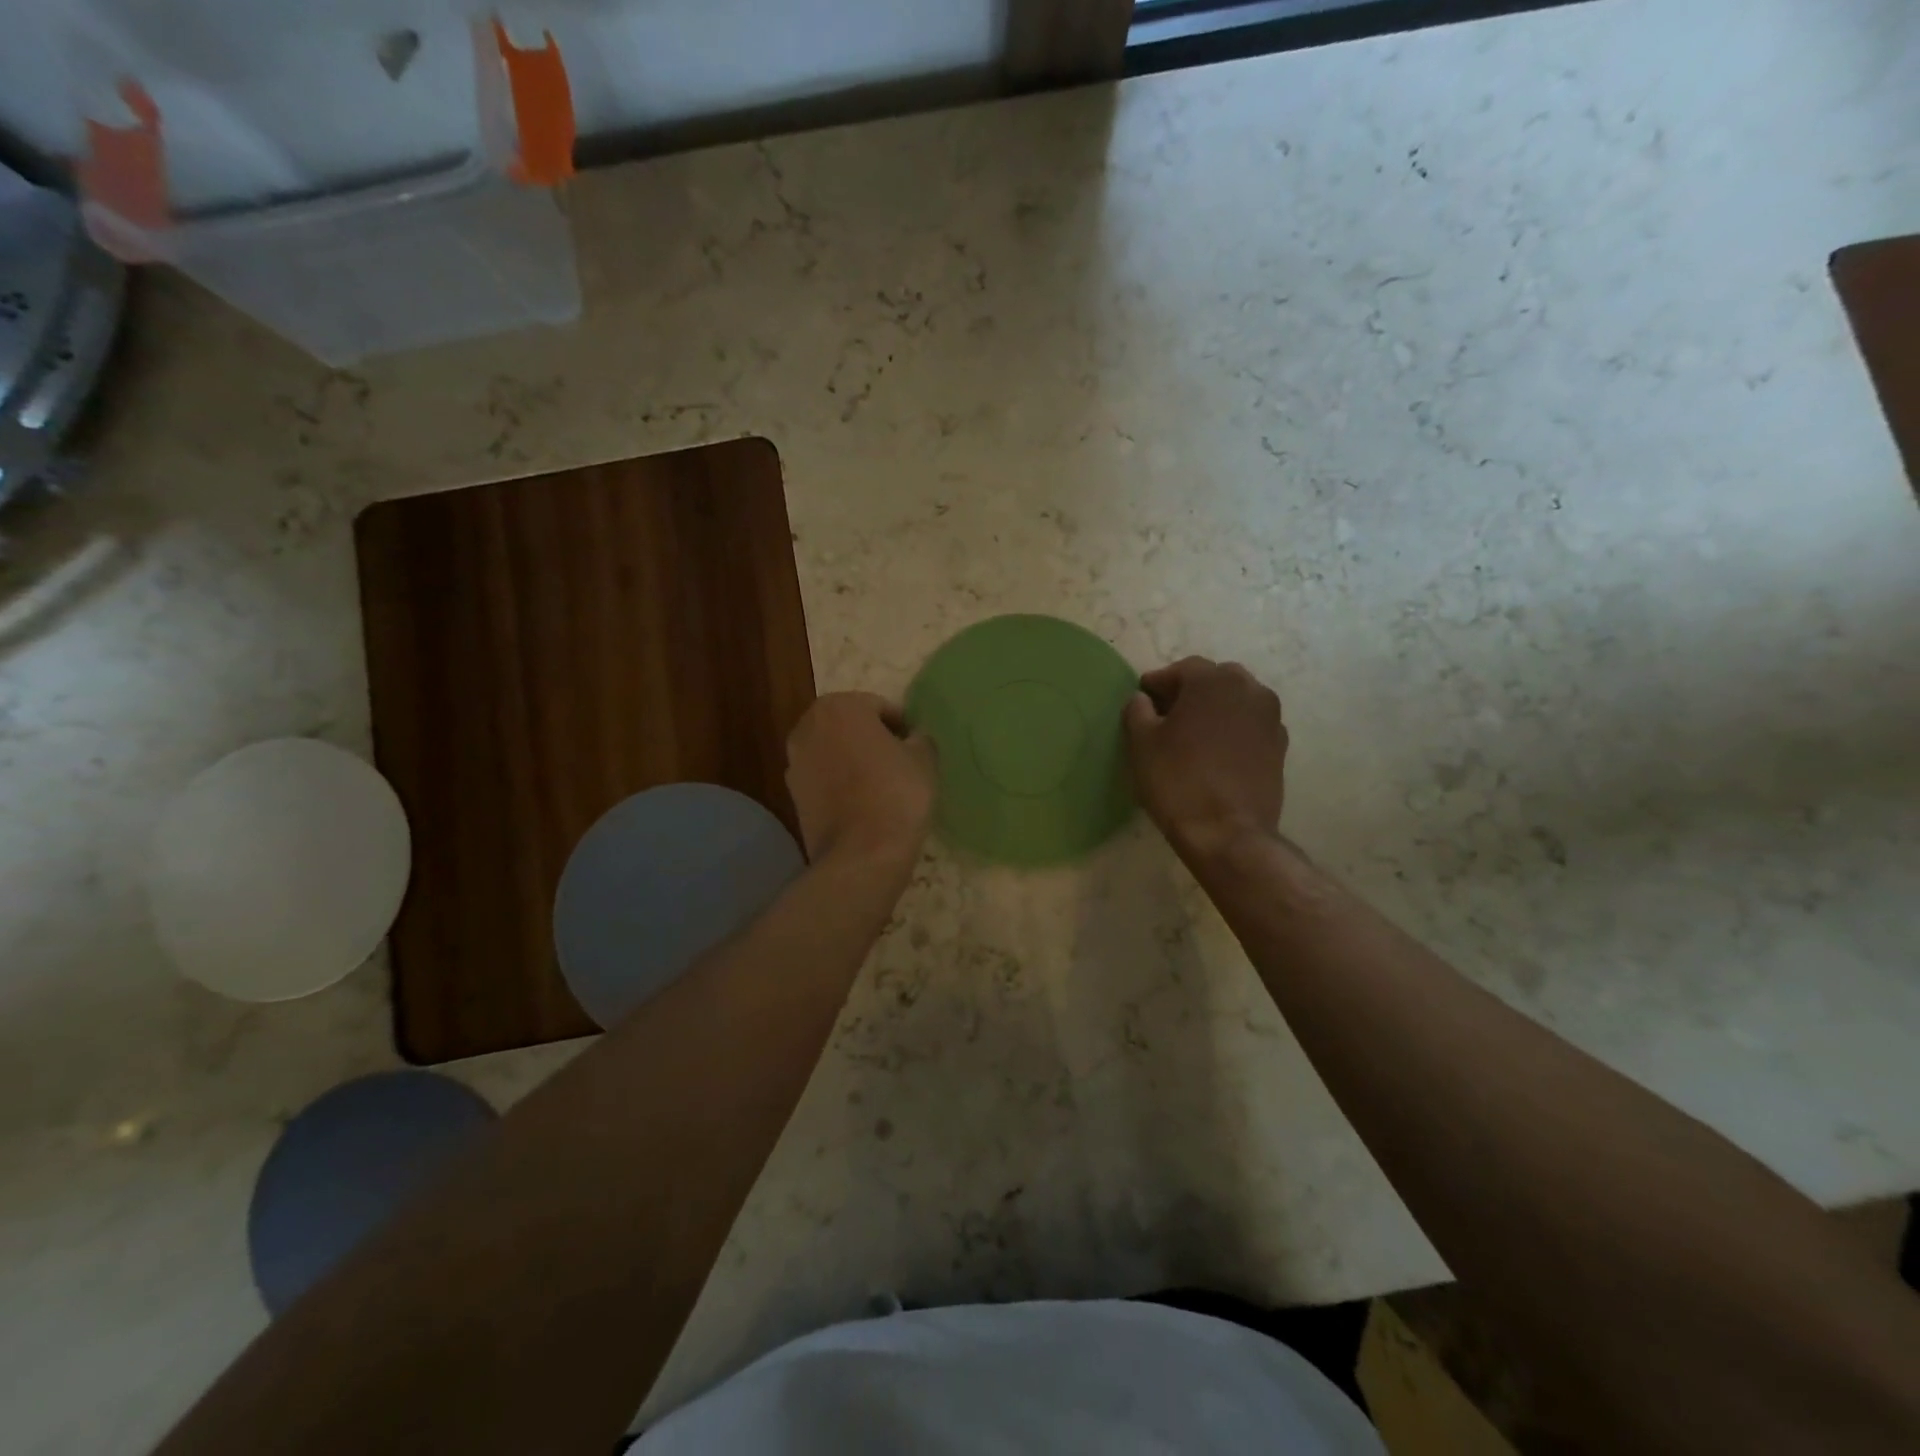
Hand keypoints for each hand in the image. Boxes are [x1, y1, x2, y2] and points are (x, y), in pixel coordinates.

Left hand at [786, 692, 936, 867]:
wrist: (862, 854)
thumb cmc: (897, 794)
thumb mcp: (924, 758)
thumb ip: (919, 738)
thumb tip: (914, 738)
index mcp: (839, 707)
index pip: (878, 707)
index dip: (901, 726)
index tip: (915, 747)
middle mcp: (807, 727)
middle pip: (848, 726)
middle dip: (870, 739)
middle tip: (898, 762)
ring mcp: (794, 762)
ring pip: (833, 752)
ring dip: (852, 760)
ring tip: (880, 784)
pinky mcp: (792, 795)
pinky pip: (823, 779)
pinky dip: (839, 784)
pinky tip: (862, 803)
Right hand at [1124, 657, 1287, 864]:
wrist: (1227, 832)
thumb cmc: (1177, 780)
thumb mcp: (1141, 742)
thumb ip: (1137, 710)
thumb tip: (1143, 700)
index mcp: (1213, 680)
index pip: (1180, 669)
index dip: (1157, 684)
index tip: (1141, 700)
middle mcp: (1249, 688)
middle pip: (1213, 680)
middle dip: (1189, 692)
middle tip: (1166, 715)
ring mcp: (1270, 717)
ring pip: (1235, 701)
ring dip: (1214, 709)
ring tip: (1192, 735)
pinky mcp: (1280, 746)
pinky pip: (1250, 725)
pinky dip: (1232, 730)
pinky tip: (1215, 753)